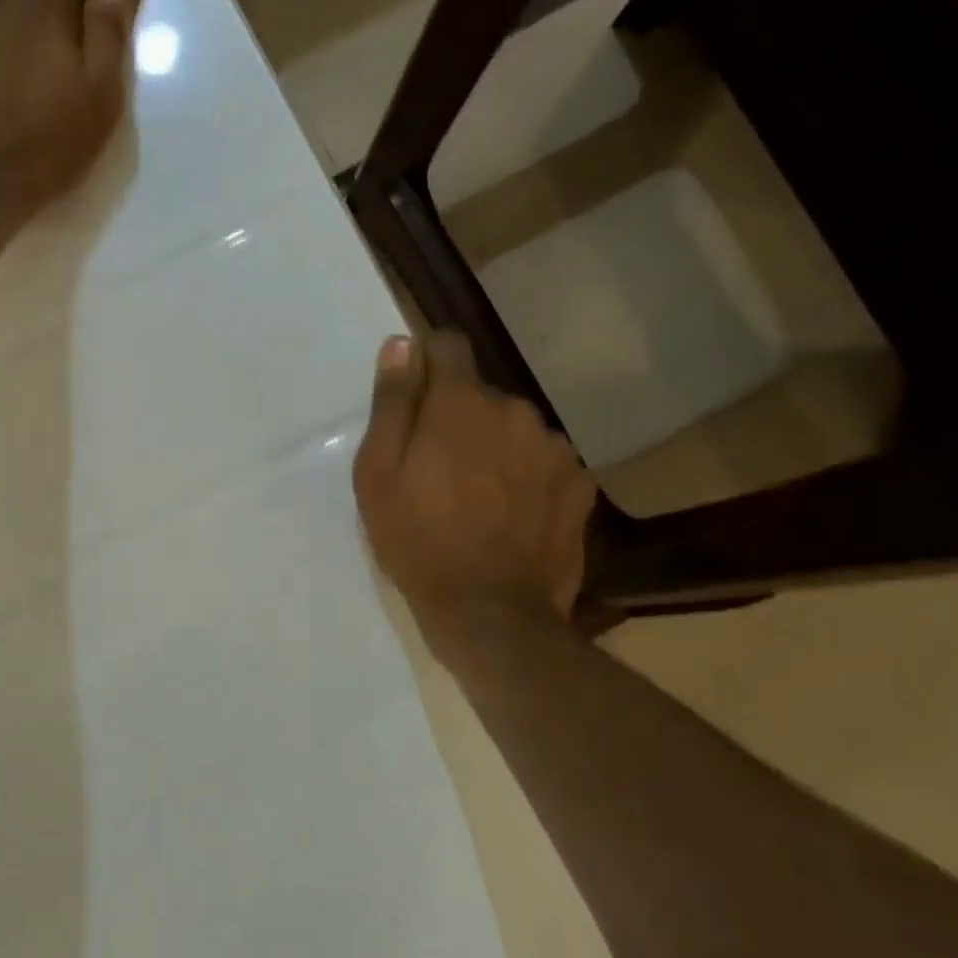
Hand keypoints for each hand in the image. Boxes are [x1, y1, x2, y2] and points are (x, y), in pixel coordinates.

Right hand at [353, 331, 597, 647]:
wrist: (490, 613)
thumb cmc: (418, 541)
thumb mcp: (379, 474)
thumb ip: (392, 403)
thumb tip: (401, 344)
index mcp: (461, 404)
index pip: (448, 346)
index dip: (427, 364)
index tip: (415, 400)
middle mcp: (515, 410)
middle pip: (481, 395)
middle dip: (458, 419)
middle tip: (438, 472)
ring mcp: (553, 448)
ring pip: (515, 429)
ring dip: (496, 447)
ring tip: (478, 499)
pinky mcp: (579, 485)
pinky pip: (545, 463)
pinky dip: (527, 477)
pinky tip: (513, 516)